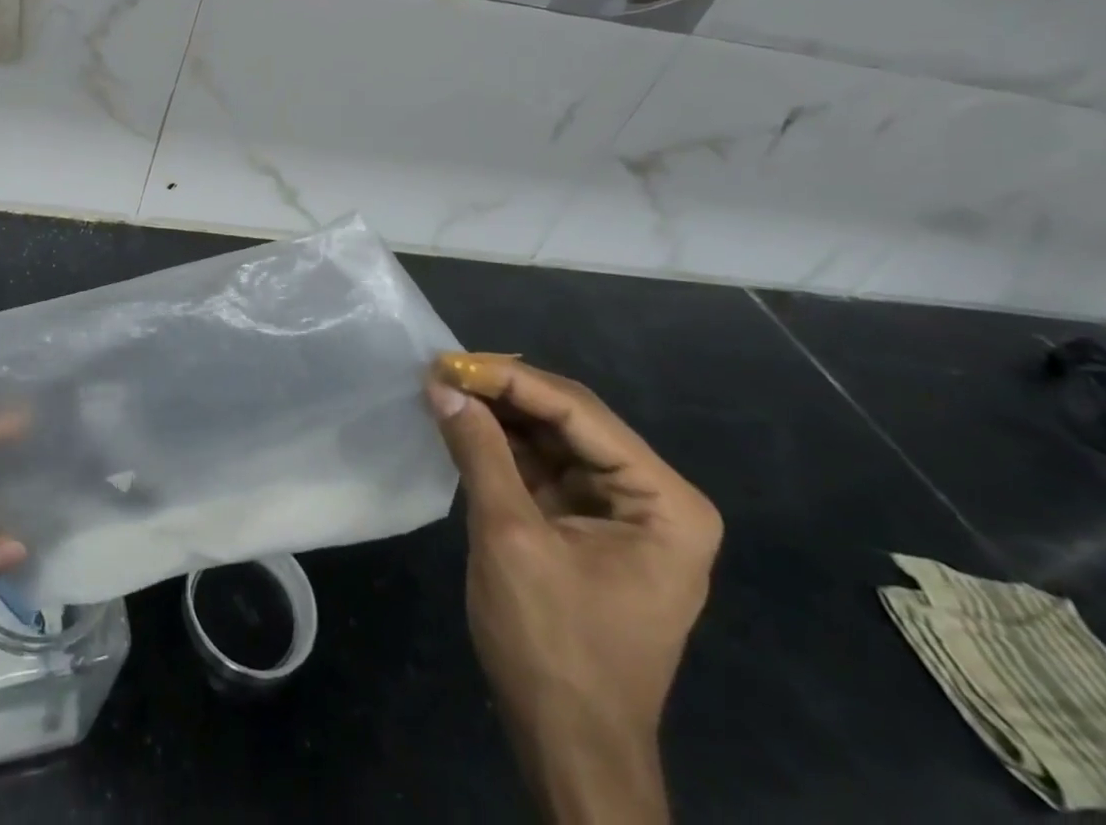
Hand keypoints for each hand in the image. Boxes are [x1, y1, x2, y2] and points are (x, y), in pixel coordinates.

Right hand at [427, 357, 720, 824]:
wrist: (569, 745)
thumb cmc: (552, 645)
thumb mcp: (509, 538)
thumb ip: (480, 452)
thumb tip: (442, 385)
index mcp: (664, 501)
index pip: (579, 413)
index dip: (511, 379)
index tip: (450, 360)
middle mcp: (653, 497)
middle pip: (570, 420)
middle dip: (504, 393)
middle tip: (441, 369)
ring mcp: (621, 512)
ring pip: (553, 438)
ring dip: (498, 414)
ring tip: (443, 387)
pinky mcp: (587, 526)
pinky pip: (543, 467)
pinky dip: (501, 445)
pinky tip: (462, 422)